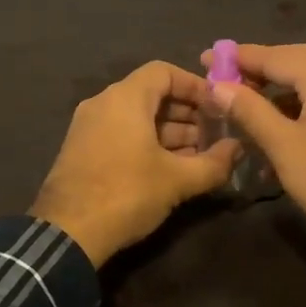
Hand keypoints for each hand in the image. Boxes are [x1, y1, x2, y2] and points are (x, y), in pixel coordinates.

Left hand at [31, 61, 240, 266]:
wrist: (67, 235)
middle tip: (214, 135)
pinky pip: (122, 134)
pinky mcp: (82, 150)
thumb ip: (213, 162)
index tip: (218, 106)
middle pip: (151, 94)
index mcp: (124, 98)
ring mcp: (89, 127)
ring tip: (199, 156)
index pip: (164, 72)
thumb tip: (238, 149)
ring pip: (137, 117)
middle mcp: (103, 104)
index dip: (195, 85)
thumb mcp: (177, 180)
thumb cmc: (126, 194)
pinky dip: (148, 143)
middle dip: (187, 113)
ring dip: (170, 132)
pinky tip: (171, 168)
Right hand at [203, 43, 305, 262]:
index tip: (206, 58)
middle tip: (221, 78)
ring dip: (270, 95)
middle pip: (291, 65)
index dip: (238, 57)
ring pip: (302, 88)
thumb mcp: (283, 144)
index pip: (274, 55)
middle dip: (255, 71)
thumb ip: (250, 110)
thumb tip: (218, 85)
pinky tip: (264, 136)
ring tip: (237, 105)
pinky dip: (287, 116)